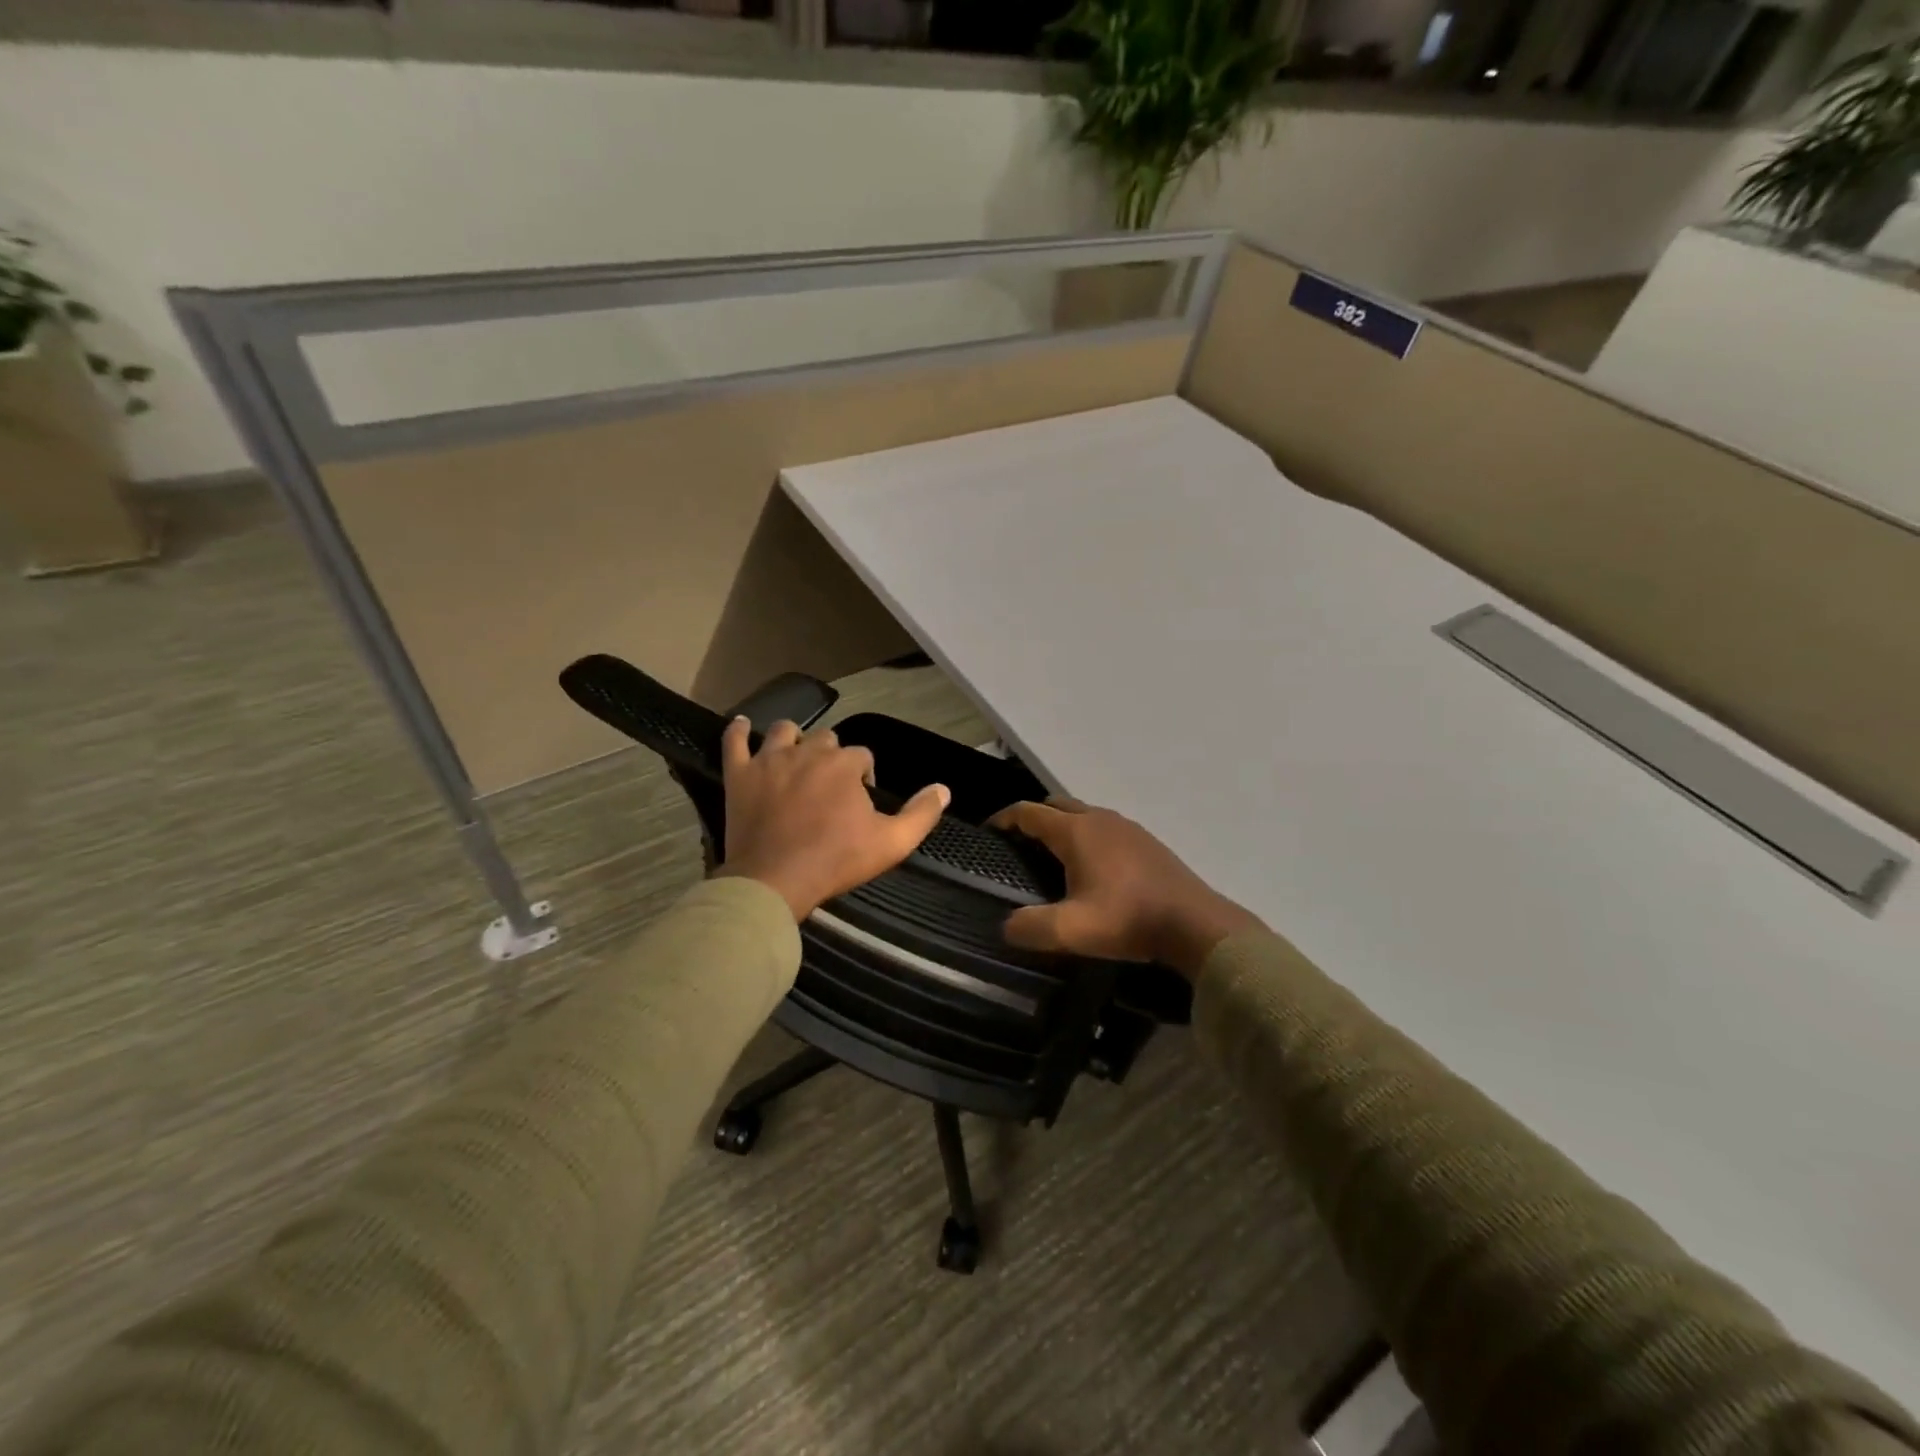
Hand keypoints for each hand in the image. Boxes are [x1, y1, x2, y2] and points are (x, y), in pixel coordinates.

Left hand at [717, 716, 949, 920]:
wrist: (775, 880)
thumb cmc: (836, 860)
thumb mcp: (892, 843)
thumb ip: (921, 814)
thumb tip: (944, 789)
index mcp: (844, 764)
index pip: (862, 755)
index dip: (864, 775)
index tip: (860, 801)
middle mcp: (808, 751)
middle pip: (825, 739)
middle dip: (832, 757)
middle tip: (830, 788)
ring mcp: (769, 760)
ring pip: (784, 731)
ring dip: (794, 739)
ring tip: (796, 758)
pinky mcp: (740, 775)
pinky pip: (734, 741)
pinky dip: (738, 731)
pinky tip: (742, 725)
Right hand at [988, 799, 1262, 976]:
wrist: (1194, 924)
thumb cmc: (1128, 920)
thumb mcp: (1072, 931)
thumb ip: (1031, 927)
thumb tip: (1006, 926)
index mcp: (1076, 832)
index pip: (1029, 812)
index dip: (1004, 819)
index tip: (988, 832)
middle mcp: (1099, 819)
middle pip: (1056, 805)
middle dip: (1033, 818)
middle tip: (1017, 844)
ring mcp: (1127, 827)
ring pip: (1083, 815)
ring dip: (1062, 826)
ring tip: (1051, 856)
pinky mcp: (1146, 841)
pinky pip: (1105, 827)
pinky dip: (1087, 836)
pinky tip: (1093, 867)